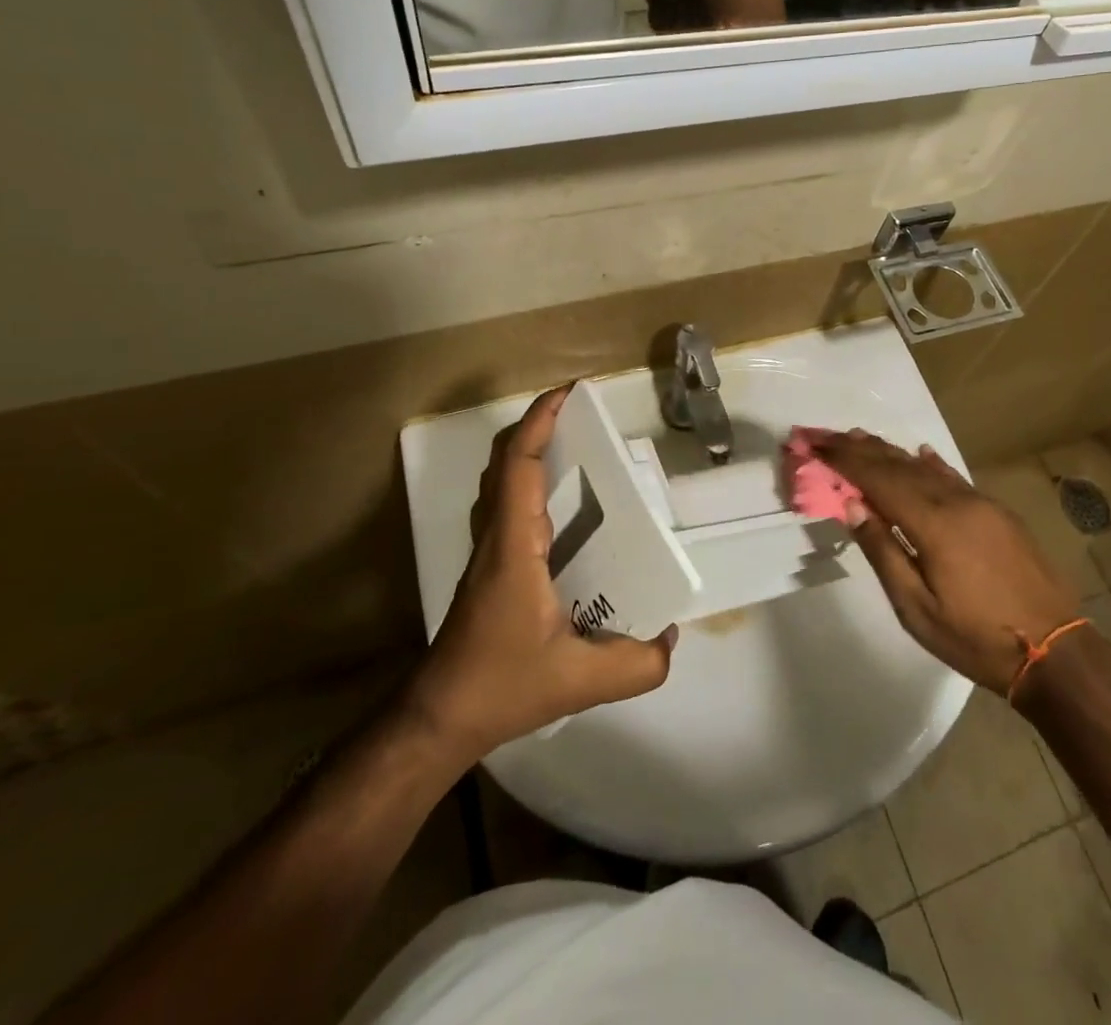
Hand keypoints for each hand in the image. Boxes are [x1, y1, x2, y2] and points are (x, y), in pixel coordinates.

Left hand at [407, 386, 675, 758]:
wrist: (440, 717)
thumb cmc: (501, 685)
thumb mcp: (580, 681)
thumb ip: (637, 664)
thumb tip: (671, 637)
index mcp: (515, 546)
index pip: (519, 465)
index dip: (539, 422)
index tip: (568, 393)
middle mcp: (495, 537)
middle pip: (504, 461)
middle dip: (537, 425)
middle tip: (579, 413)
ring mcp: (487, 552)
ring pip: (500, 481)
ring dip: (529, 450)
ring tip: (573, 445)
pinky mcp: (489, 568)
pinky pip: (505, 504)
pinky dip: (526, 481)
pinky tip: (560, 505)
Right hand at [812, 431, 1078, 694]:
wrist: (1055, 652)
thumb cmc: (976, 638)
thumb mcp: (917, 608)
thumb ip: (883, 551)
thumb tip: (853, 506)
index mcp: (933, 523)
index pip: (879, 479)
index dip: (845, 461)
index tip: (816, 445)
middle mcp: (957, 502)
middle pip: (900, 466)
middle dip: (861, 449)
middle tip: (828, 435)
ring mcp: (982, 504)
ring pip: (927, 469)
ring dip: (892, 453)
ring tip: (861, 438)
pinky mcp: (999, 514)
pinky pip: (955, 479)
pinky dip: (932, 465)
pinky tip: (922, 454)